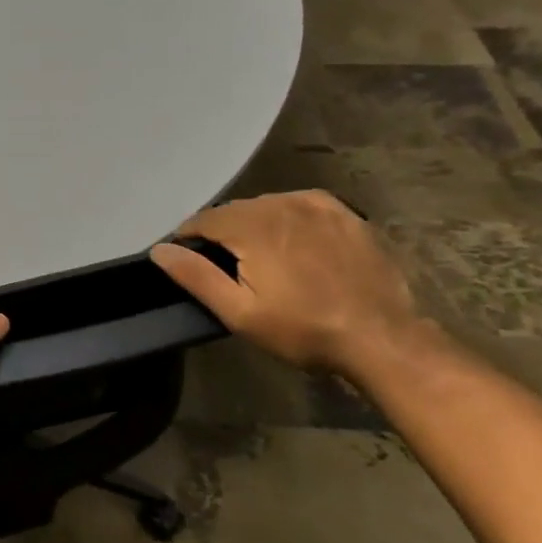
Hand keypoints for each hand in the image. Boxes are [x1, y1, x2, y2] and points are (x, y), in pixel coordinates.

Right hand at [150, 191, 423, 378]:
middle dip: (222, 231)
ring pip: (267, 205)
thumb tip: (160, 249)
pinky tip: (292, 239)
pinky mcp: (344, 214)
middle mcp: (280, 205)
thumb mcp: (239, 312)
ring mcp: (316, 206)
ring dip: (253, 224)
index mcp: (251, 226)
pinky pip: (300, 204)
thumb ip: (195, 276)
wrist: (381, 338)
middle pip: (235, 210)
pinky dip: (287, 217)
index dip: (189, 237)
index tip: (186, 257)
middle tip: (224, 264)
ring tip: (258, 255)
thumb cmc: (303, 329)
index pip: (203, 219)